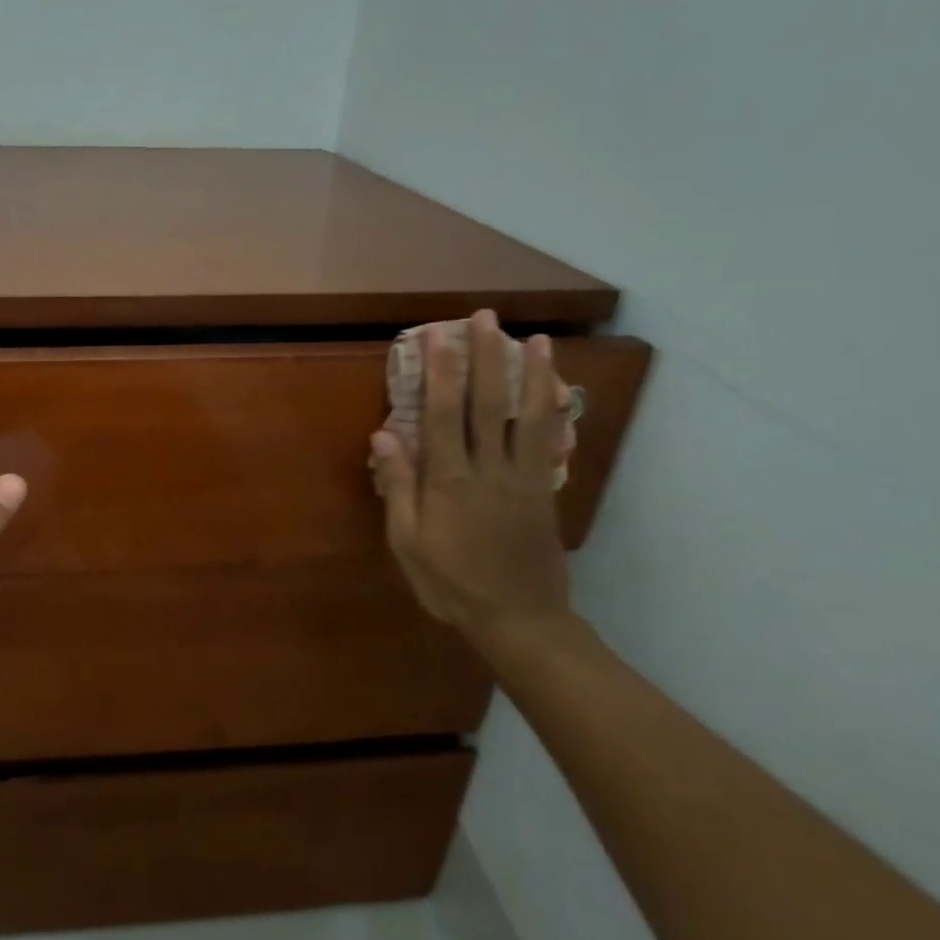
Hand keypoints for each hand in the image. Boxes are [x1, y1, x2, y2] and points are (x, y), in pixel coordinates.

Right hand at [369, 310, 570, 640]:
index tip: (437, 336)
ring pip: (529, 417)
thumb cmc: (452, 584)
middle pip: (489, 404)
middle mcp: (490, 470)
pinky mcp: (544, 491)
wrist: (520, 621)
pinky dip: (554, 410)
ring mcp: (524, 479)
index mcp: (450, 482)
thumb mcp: (409, 543)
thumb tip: (384, 436)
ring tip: (535, 338)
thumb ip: (398, 488)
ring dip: (531, 374)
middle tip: (485, 318)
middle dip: (485, 357)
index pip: (443, 415)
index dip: (440, 372)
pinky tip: (555, 388)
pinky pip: (551, 443)